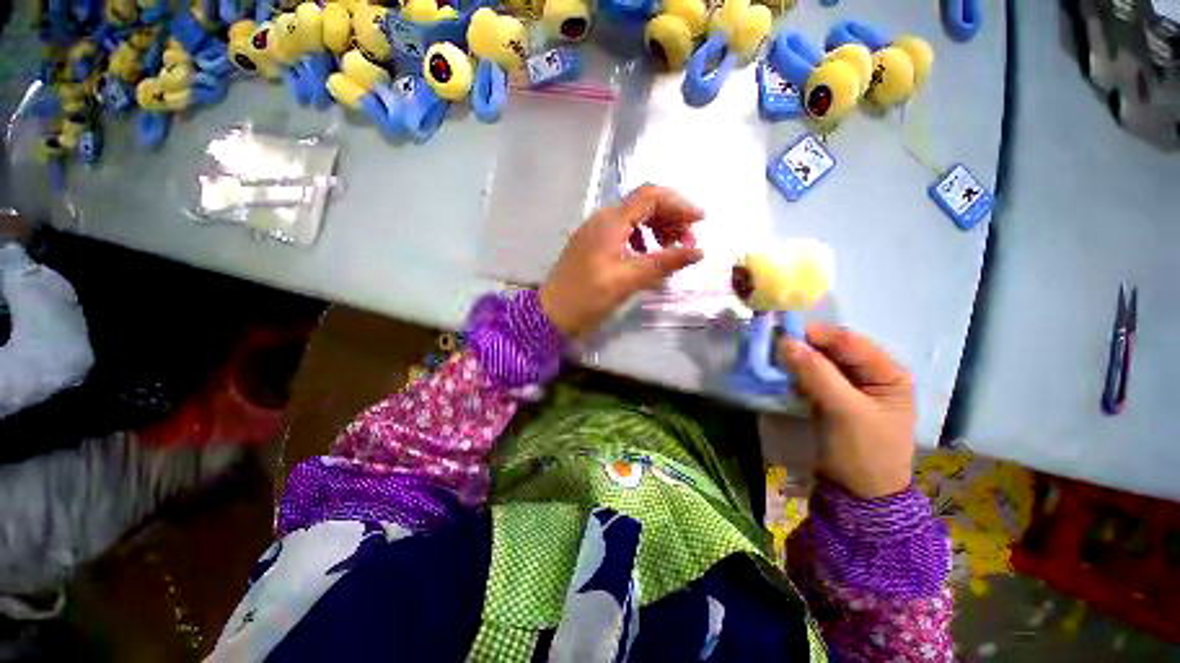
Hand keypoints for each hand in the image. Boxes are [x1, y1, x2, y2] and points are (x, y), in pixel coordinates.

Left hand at [540, 185, 703, 337]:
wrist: (550, 314)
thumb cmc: (587, 296)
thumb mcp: (629, 280)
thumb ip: (665, 262)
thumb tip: (698, 251)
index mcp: (612, 220)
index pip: (651, 196)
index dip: (679, 204)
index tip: (701, 221)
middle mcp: (604, 217)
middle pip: (645, 203)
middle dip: (672, 216)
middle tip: (691, 241)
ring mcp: (598, 229)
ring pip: (636, 215)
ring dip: (660, 227)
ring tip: (675, 249)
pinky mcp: (595, 242)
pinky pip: (626, 229)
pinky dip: (645, 237)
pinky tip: (652, 255)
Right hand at [777, 323, 915, 498]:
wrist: (862, 507)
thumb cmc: (865, 456)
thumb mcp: (846, 413)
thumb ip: (819, 376)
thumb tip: (787, 343)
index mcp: (891, 375)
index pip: (853, 345)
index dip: (820, 336)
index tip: (786, 331)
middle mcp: (878, 380)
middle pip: (841, 356)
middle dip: (811, 351)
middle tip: (777, 347)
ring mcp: (860, 397)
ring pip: (829, 372)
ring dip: (806, 367)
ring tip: (778, 363)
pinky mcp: (843, 413)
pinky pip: (823, 390)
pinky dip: (806, 385)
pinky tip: (788, 382)